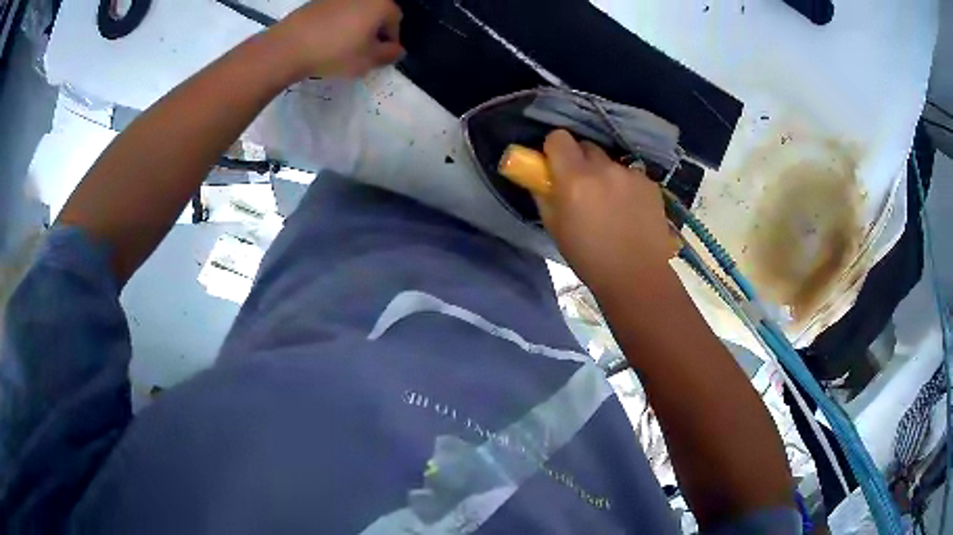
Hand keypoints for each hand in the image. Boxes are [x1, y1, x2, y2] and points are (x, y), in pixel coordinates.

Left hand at [272, 0, 403, 78]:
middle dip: (373, 31)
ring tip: (341, 47)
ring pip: (355, 12)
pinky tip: (325, 40)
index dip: (391, 40)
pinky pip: (335, 13)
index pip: (396, 20)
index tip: (379, 55)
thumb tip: (398, 50)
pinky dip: (336, 24)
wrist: (289, 46)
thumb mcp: (368, 60)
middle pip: (376, 13)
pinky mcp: (317, 1)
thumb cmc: (335, 52)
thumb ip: (389, 55)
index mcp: (380, 5)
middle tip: (362, 52)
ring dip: (354, 27)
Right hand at [536, 130, 672, 291]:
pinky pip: (630, 175)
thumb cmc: (589, 258)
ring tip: (611, 204)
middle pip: (586, 146)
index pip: (559, 137)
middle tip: (581, 186)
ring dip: (604, 174)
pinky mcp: (650, 183)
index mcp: (575, 179)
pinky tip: (630, 211)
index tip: (554, 165)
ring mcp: (630, 174)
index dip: (554, 148)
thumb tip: (539, 177)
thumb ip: (544, 195)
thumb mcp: (555, 228)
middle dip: (579, 161)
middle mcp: (604, 168)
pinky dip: (626, 186)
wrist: (637, 277)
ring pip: (610, 162)